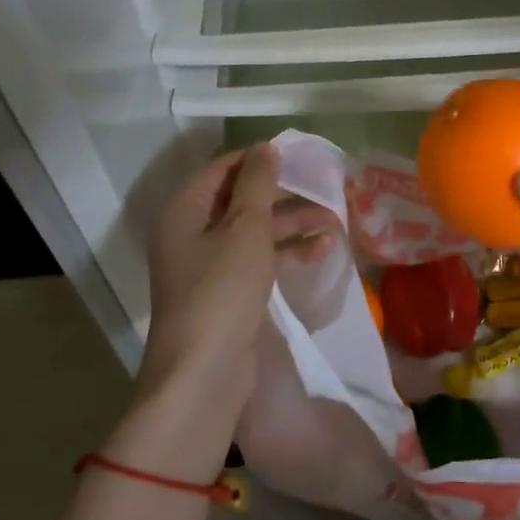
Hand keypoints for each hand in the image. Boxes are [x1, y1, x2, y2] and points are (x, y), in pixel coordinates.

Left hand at [137, 143, 338, 417]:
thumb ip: (257, 184)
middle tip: (324, 187)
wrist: (204, 372)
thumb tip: (265, 147)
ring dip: (292, 224)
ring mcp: (209, 264)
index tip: (300, 156)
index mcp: (185, 209)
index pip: (224, 169)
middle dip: (283, 194)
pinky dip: (287, 252)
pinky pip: (259, 260)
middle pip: (241, 199)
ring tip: (334, 219)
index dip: (260, 159)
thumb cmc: (222, 289)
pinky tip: (324, 249)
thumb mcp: (245, 228)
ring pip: (255, 231)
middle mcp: (192, 232)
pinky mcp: (228, 291)